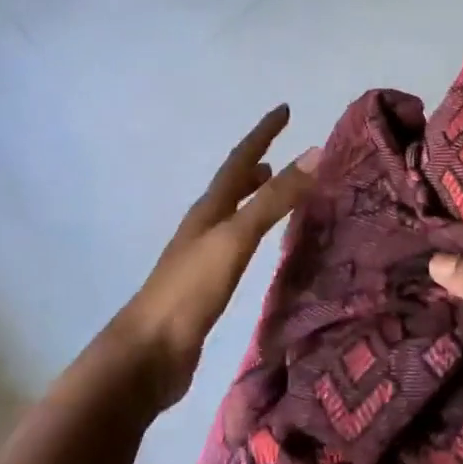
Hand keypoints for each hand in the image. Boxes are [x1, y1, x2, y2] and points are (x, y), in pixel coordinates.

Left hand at [107, 105, 315, 408]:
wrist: (148, 354)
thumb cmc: (190, 290)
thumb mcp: (236, 238)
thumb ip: (273, 199)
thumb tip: (314, 153)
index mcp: (208, 210)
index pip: (240, 160)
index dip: (262, 133)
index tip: (284, 109)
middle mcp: (204, 226)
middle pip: (232, 184)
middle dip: (257, 163)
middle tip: (281, 149)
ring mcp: (202, 256)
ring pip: (233, 213)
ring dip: (252, 195)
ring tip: (273, 186)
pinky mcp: (206, 285)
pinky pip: (237, 243)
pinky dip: (252, 229)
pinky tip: (259, 244)